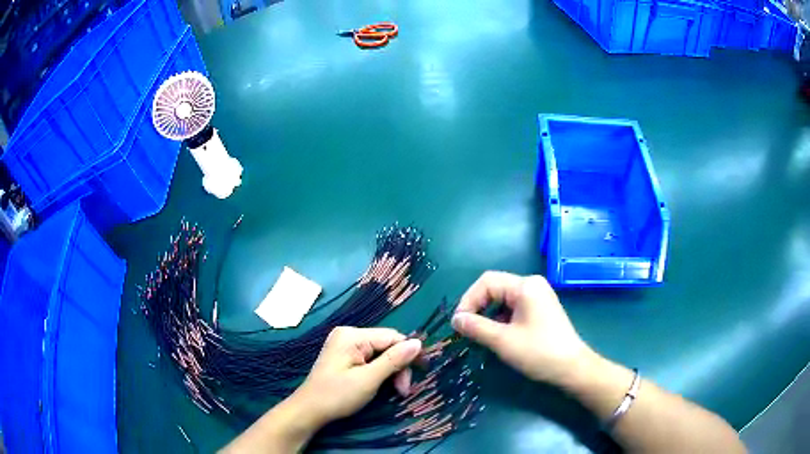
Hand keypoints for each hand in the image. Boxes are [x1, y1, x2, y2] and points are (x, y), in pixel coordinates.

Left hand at [291, 326, 421, 426]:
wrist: (309, 410)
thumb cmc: (337, 395)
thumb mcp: (368, 380)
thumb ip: (394, 360)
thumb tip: (418, 343)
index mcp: (352, 336)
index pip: (391, 337)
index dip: (409, 354)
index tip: (421, 374)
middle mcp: (349, 335)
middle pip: (387, 345)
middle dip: (398, 367)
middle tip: (403, 390)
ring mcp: (345, 345)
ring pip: (381, 354)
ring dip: (391, 372)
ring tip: (396, 391)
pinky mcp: (345, 357)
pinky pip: (371, 359)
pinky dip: (380, 372)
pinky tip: (384, 385)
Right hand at [451, 271, 591, 385]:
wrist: (572, 368)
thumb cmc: (538, 352)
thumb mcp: (503, 341)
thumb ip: (476, 327)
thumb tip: (455, 319)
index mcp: (525, 286)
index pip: (487, 282)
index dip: (468, 300)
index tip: (458, 324)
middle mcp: (532, 285)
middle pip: (495, 288)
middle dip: (478, 307)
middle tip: (466, 330)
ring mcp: (538, 297)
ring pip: (503, 299)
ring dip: (488, 314)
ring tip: (481, 335)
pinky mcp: (541, 309)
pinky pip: (514, 308)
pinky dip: (501, 319)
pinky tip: (499, 336)